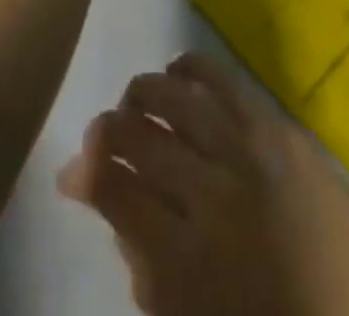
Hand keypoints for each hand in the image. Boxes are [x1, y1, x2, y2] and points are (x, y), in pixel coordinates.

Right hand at [60, 55, 348, 315]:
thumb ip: (151, 279)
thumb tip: (119, 218)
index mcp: (188, 259)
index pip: (116, 192)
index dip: (86, 174)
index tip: (74, 172)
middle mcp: (210, 193)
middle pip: (140, 137)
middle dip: (109, 130)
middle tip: (102, 134)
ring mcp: (245, 151)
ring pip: (175, 99)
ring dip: (144, 93)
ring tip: (134, 100)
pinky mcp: (274, 126)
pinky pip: (221, 81)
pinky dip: (192, 69)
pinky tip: (177, 70)